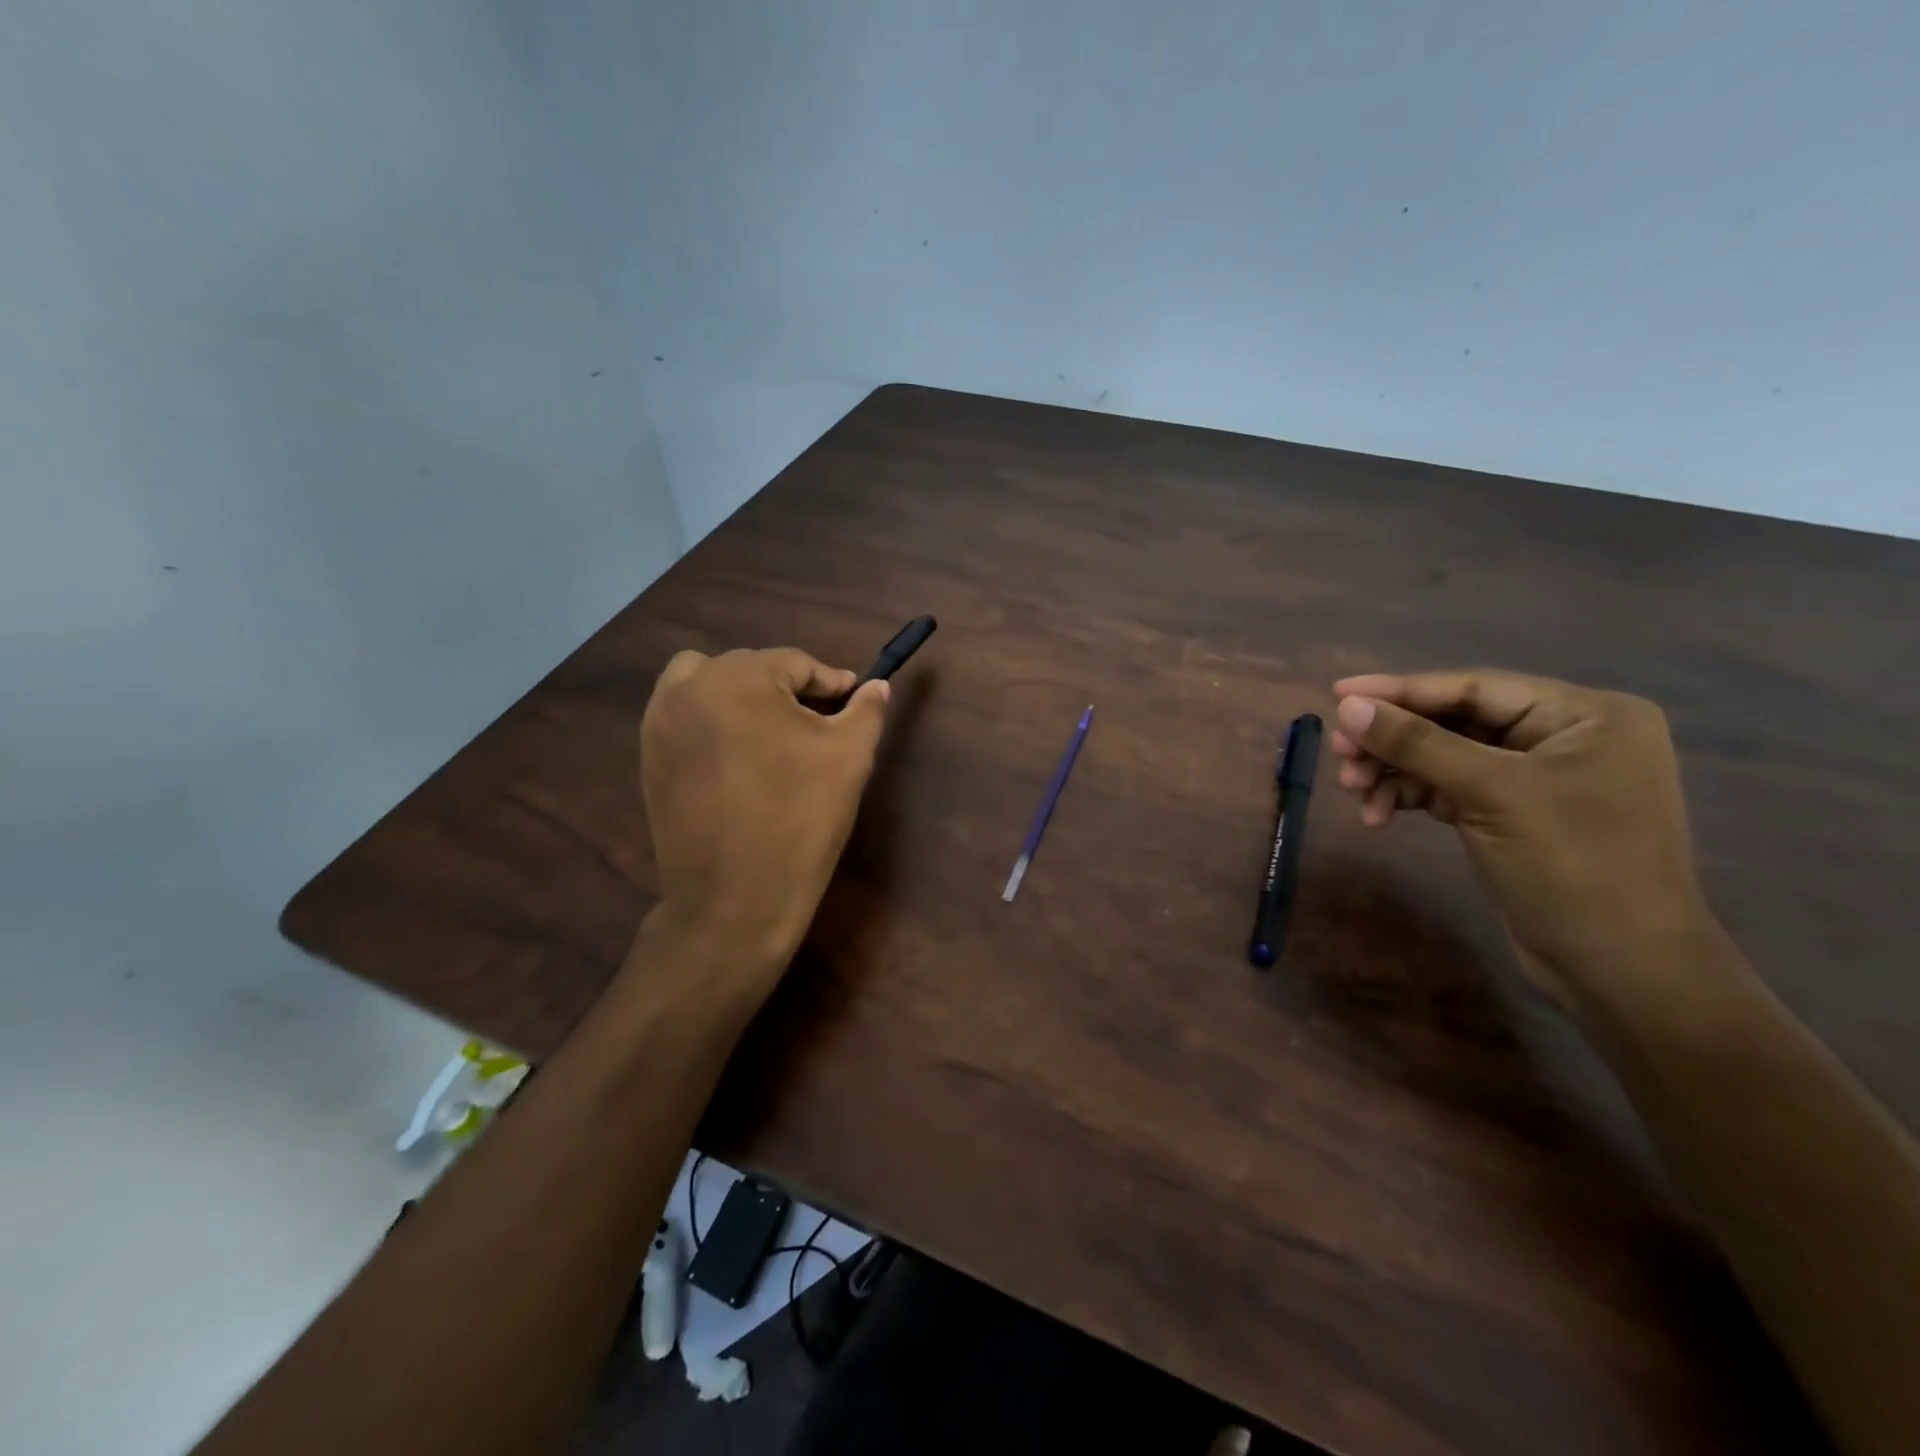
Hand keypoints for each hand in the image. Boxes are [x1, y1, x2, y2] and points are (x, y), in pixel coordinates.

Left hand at [639, 647, 889, 986]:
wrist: (735, 898)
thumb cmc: (800, 818)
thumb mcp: (849, 756)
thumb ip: (866, 710)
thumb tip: (877, 686)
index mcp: (738, 677)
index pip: (795, 663)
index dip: (831, 682)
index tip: (852, 701)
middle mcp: (688, 687)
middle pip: (750, 668)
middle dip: (787, 689)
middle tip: (818, 724)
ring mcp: (659, 723)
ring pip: (707, 684)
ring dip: (742, 696)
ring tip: (772, 734)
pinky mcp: (648, 758)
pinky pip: (685, 717)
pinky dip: (713, 722)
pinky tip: (739, 760)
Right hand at [1329, 669, 1709, 1009]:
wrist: (1619, 970)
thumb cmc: (1572, 866)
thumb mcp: (1489, 794)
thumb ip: (1417, 744)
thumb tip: (1347, 706)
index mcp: (1583, 715)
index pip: (1473, 688)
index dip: (1400, 690)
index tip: (1336, 693)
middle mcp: (1562, 736)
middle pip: (1453, 721)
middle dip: (1393, 739)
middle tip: (1339, 755)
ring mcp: (1537, 777)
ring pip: (1444, 756)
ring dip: (1395, 771)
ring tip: (1353, 791)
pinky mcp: (1512, 813)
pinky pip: (1448, 788)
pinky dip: (1411, 797)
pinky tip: (1378, 816)